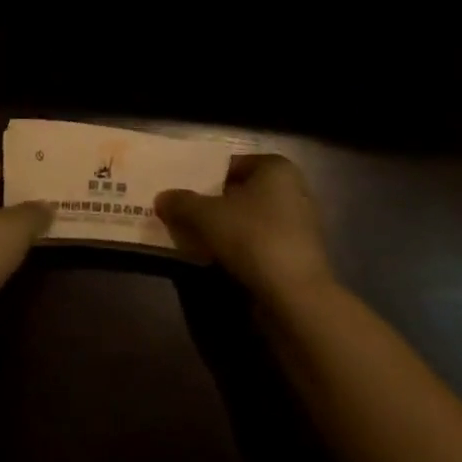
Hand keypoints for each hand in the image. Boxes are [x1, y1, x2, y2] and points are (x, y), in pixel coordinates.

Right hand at [155, 154, 334, 305]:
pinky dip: (239, 249)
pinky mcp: (296, 256)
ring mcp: (298, 224)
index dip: (203, 177)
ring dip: (224, 229)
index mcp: (276, 167)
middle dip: (212, 204)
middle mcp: (292, 189)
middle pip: (240, 193)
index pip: (230, 164)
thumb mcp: (206, 215)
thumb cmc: (252, 238)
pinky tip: (216, 261)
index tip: (180, 193)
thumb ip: (181, 202)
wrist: (295, 297)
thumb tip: (162, 198)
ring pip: (248, 220)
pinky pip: (258, 244)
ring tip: (192, 239)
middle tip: (181, 215)